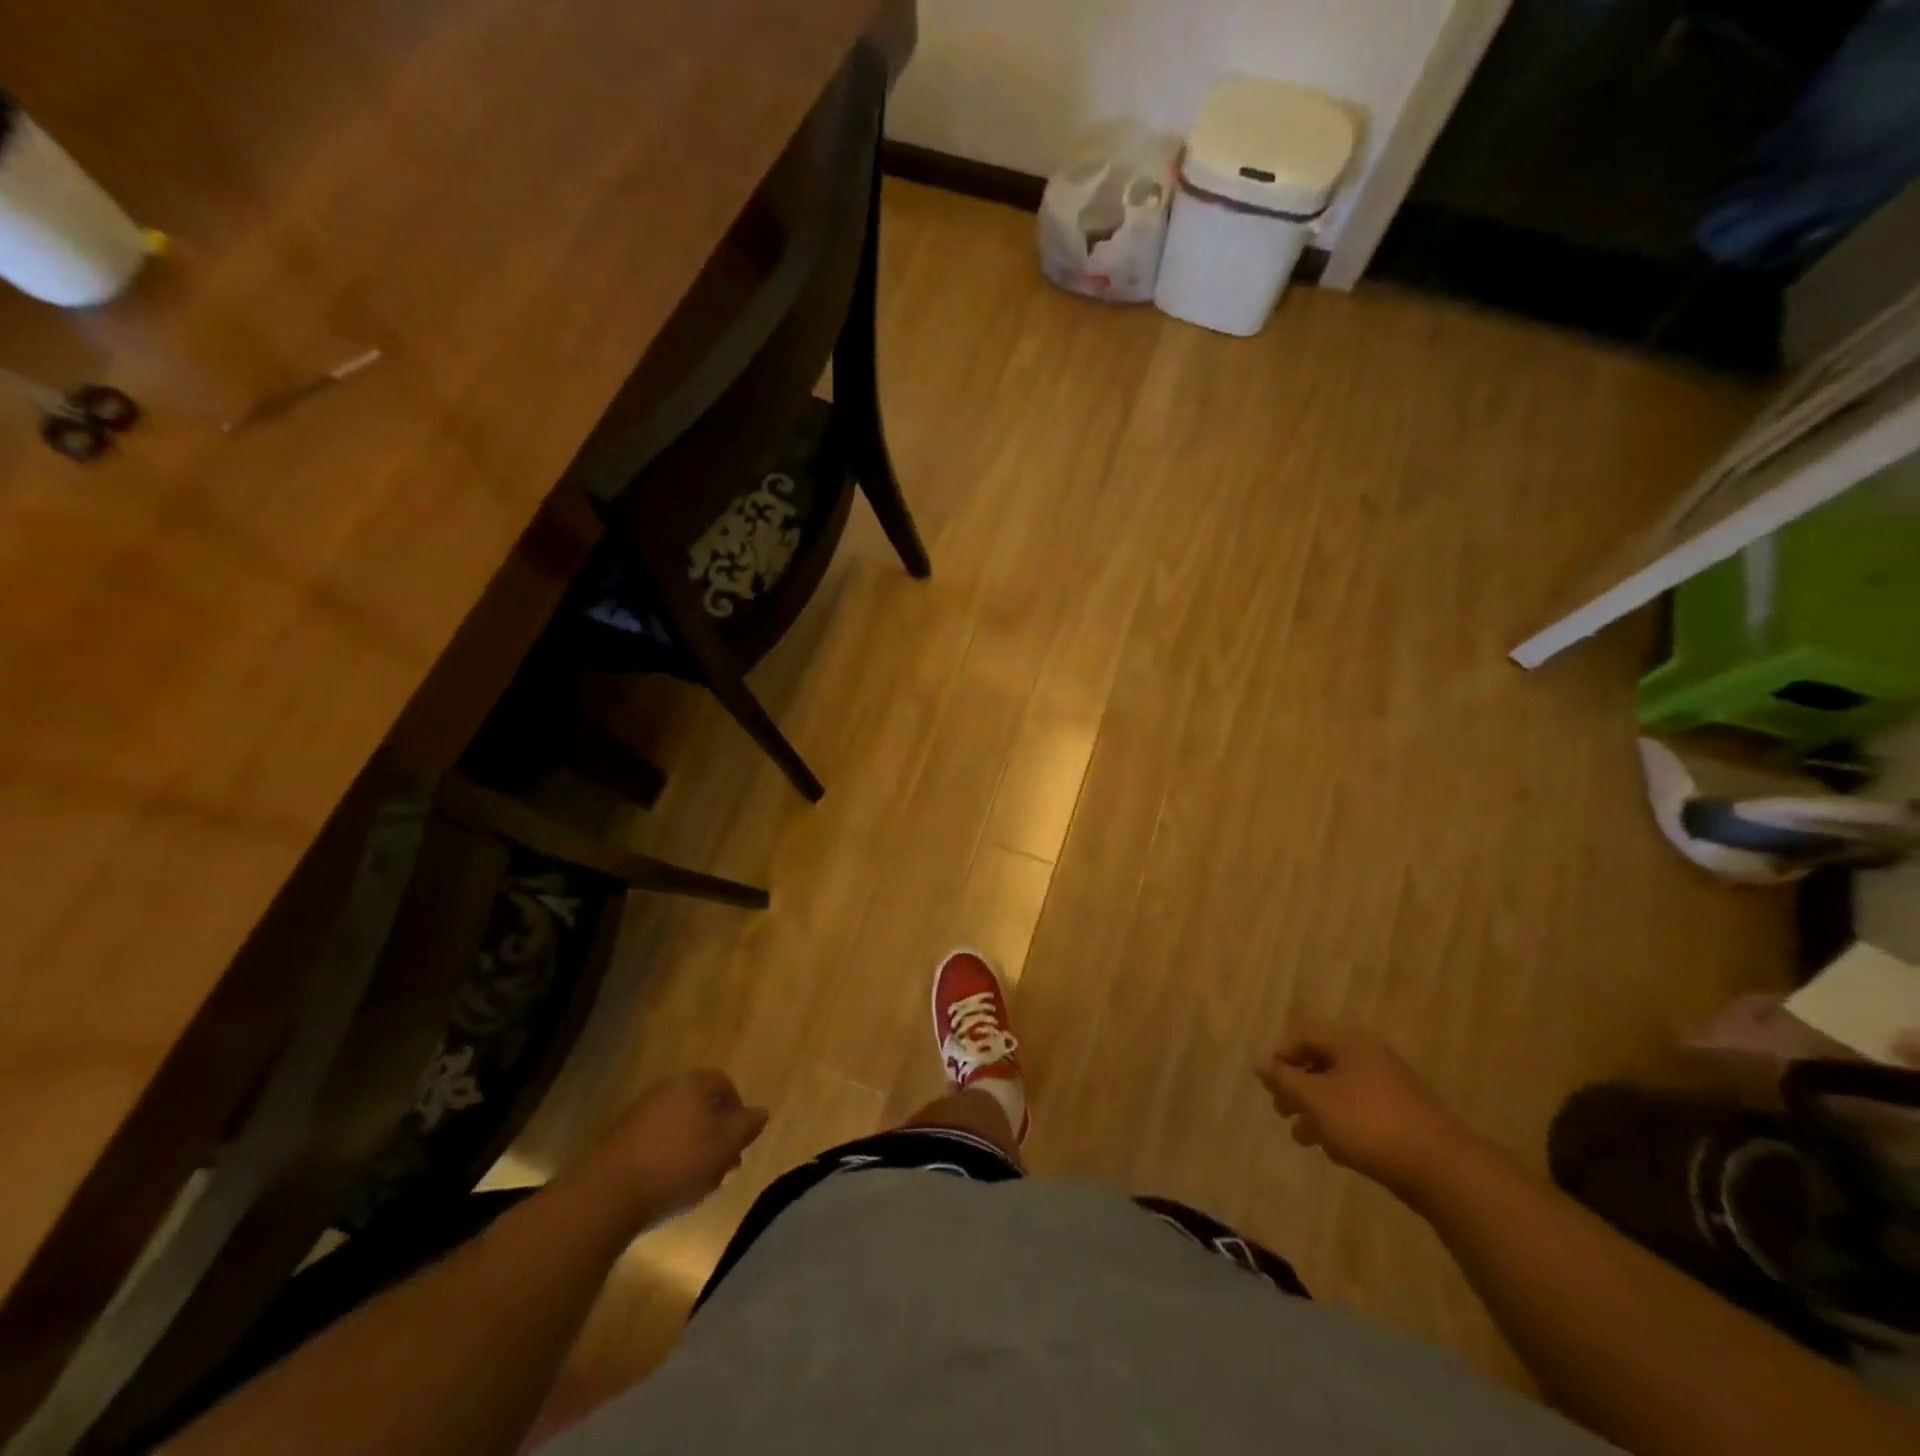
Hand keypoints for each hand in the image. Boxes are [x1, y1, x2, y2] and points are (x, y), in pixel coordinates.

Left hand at [585, 1069, 767, 1219]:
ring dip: (692, 1147)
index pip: (723, 1083)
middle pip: (699, 1104)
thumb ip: (747, 1126)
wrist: (608, 1194)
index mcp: (692, 1084)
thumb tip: (762, 1111)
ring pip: (677, 1125)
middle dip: (715, 1132)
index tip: (741, 1140)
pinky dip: (667, 1157)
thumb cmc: (677, 1163)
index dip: (738, 1109)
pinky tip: (668, 1185)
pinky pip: (654, 1142)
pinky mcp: (618, 1141)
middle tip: (723, 1165)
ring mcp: (638, 1114)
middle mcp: (664, 1090)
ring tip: (697, 1181)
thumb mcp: (725, 1146)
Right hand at [1258, 1021, 1477, 1198]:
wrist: (1443, 1170)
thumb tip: (1261, 1062)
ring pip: (1339, 1090)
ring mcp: (1389, 1086)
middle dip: (1297, 1088)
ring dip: (1316, 1110)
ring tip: (1304, 1138)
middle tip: (1283, 1112)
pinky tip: (1337, 1151)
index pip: (1303, 1035)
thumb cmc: (1370, 1125)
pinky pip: (1360, 1110)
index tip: (1272, 1087)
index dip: (1282, 1058)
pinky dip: (1342, 1123)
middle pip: (1320, 1062)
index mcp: (1350, 1044)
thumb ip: (1285, 1080)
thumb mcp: (1316, 1101)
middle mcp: (1370, 1057)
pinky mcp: (1402, 1116)